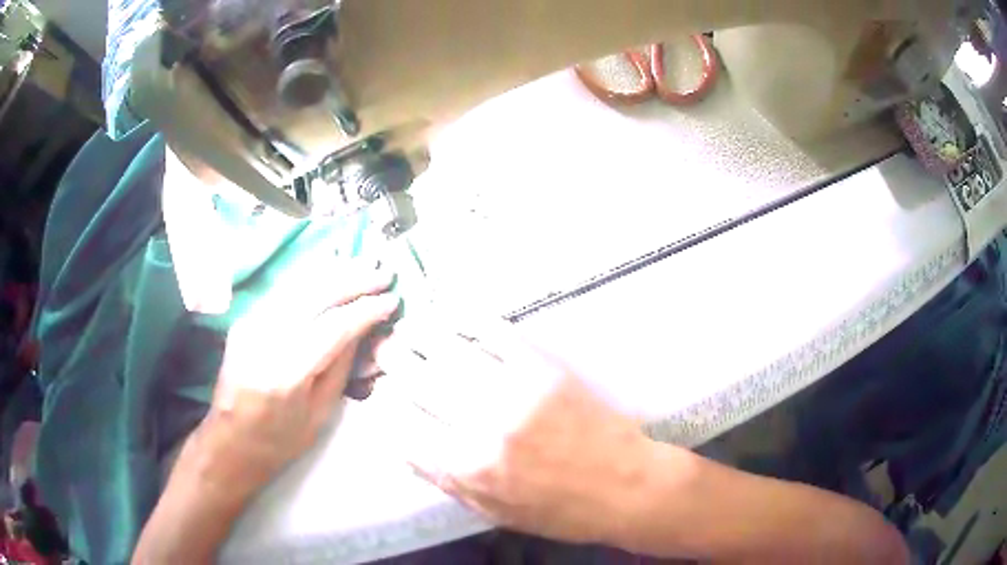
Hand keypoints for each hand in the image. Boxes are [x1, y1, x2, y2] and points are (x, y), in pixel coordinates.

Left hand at [196, 259, 400, 494]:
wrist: (230, 442)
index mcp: (285, 375)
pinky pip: (284, 291)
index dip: (365, 311)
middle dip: (352, 280)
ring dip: (333, 272)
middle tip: (383, 273)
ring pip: (297, 285)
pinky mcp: (244, 320)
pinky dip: (311, 278)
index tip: (392, 301)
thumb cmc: (280, 442)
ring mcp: (249, 326)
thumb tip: (364, 329)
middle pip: (314, 296)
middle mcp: (263, 341)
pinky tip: (331, 270)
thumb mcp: (320, 415)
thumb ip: (341, 367)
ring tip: (363, 264)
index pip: (333, 327)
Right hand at [374, 319, 653, 546]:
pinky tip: (451, 311)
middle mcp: (482, 425)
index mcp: (468, 468)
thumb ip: (446, 482)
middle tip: (381, 349)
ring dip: (419, 333)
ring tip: (406, 326)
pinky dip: (467, 317)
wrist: (625, 485)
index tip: (380, 396)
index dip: (386, 408)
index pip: (404, 428)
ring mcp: (514, 390)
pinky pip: (495, 332)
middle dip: (392, 361)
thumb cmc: (560, 510)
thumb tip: (404, 449)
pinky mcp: (543, 367)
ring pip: (449, 350)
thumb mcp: (496, 512)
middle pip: (419, 382)